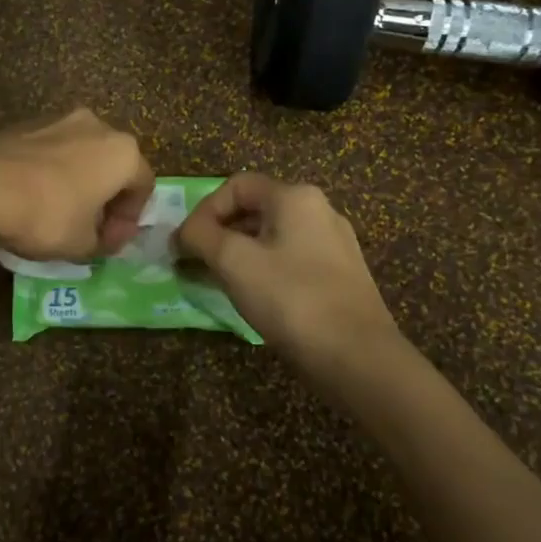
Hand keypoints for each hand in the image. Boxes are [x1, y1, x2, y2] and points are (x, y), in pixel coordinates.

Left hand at [0, 109, 154, 260]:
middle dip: (105, 199)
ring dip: (78, 185)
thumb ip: (102, 243)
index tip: (110, 244)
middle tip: (90, 230)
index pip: (143, 187)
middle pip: (113, 167)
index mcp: (123, 152)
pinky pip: (52, 153)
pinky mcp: (27, 124)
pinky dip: (51, 175)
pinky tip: (33, 200)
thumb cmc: (47, 215)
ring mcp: (60, 120)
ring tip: (59, 216)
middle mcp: (98, 126)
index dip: (130, 221)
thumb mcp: (82, 244)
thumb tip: (101, 238)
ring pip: (81, 157)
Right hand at [176, 172, 399, 367]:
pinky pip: (291, 259)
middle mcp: (319, 210)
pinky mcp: (340, 274)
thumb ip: (201, 237)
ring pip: (273, 236)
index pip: (236, 186)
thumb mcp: (234, 262)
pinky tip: (255, 298)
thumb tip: (183, 233)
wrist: (357, 356)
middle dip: (219, 233)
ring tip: (218, 282)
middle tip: (195, 263)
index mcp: (295, 197)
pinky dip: (264, 269)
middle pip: (255, 209)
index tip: (185, 244)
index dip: (204, 210)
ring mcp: (334, 243)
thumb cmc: (291, 299)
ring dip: (239, 253)